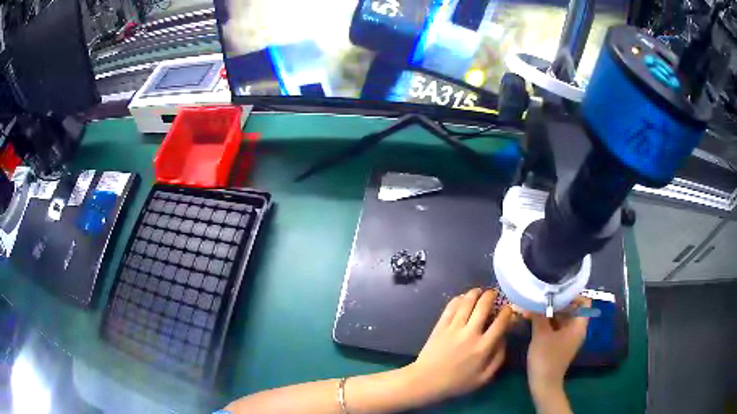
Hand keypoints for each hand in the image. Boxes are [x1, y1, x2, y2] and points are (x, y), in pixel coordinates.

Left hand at [404, 288, 512, 403]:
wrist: (426, 381)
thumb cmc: (457, 382)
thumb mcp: (484, 378)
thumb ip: (498, 358)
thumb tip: (504, 339)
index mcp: (483, 347)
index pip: (500, 322)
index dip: (507, 312)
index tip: (508, 309)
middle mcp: (470, 333)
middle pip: (484, 306)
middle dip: (491, 296)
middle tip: (493, 294)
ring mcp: (454, 328)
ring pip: (467, 302)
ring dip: (475, 293)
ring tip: (479, 291)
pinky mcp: (440, 326)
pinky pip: (451, 307)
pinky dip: (459, 299)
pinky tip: (463, 298)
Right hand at [526, 297, 590, 393]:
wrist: (543, 384)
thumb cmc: (546, 358)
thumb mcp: (541, 334)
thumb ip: (539, 315)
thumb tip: (534, 299)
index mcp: (578, 326)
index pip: (584, 302)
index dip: (573, 295)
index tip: (556, 292)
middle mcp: (577, 330)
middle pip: (572, 309)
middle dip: (556, 304)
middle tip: (540, 300)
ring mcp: (568, 338)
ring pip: (563, 318)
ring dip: (550, 313)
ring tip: (534, 308)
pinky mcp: (560, 344)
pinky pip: (557, 328)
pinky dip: (548, 323)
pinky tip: (534, 321)